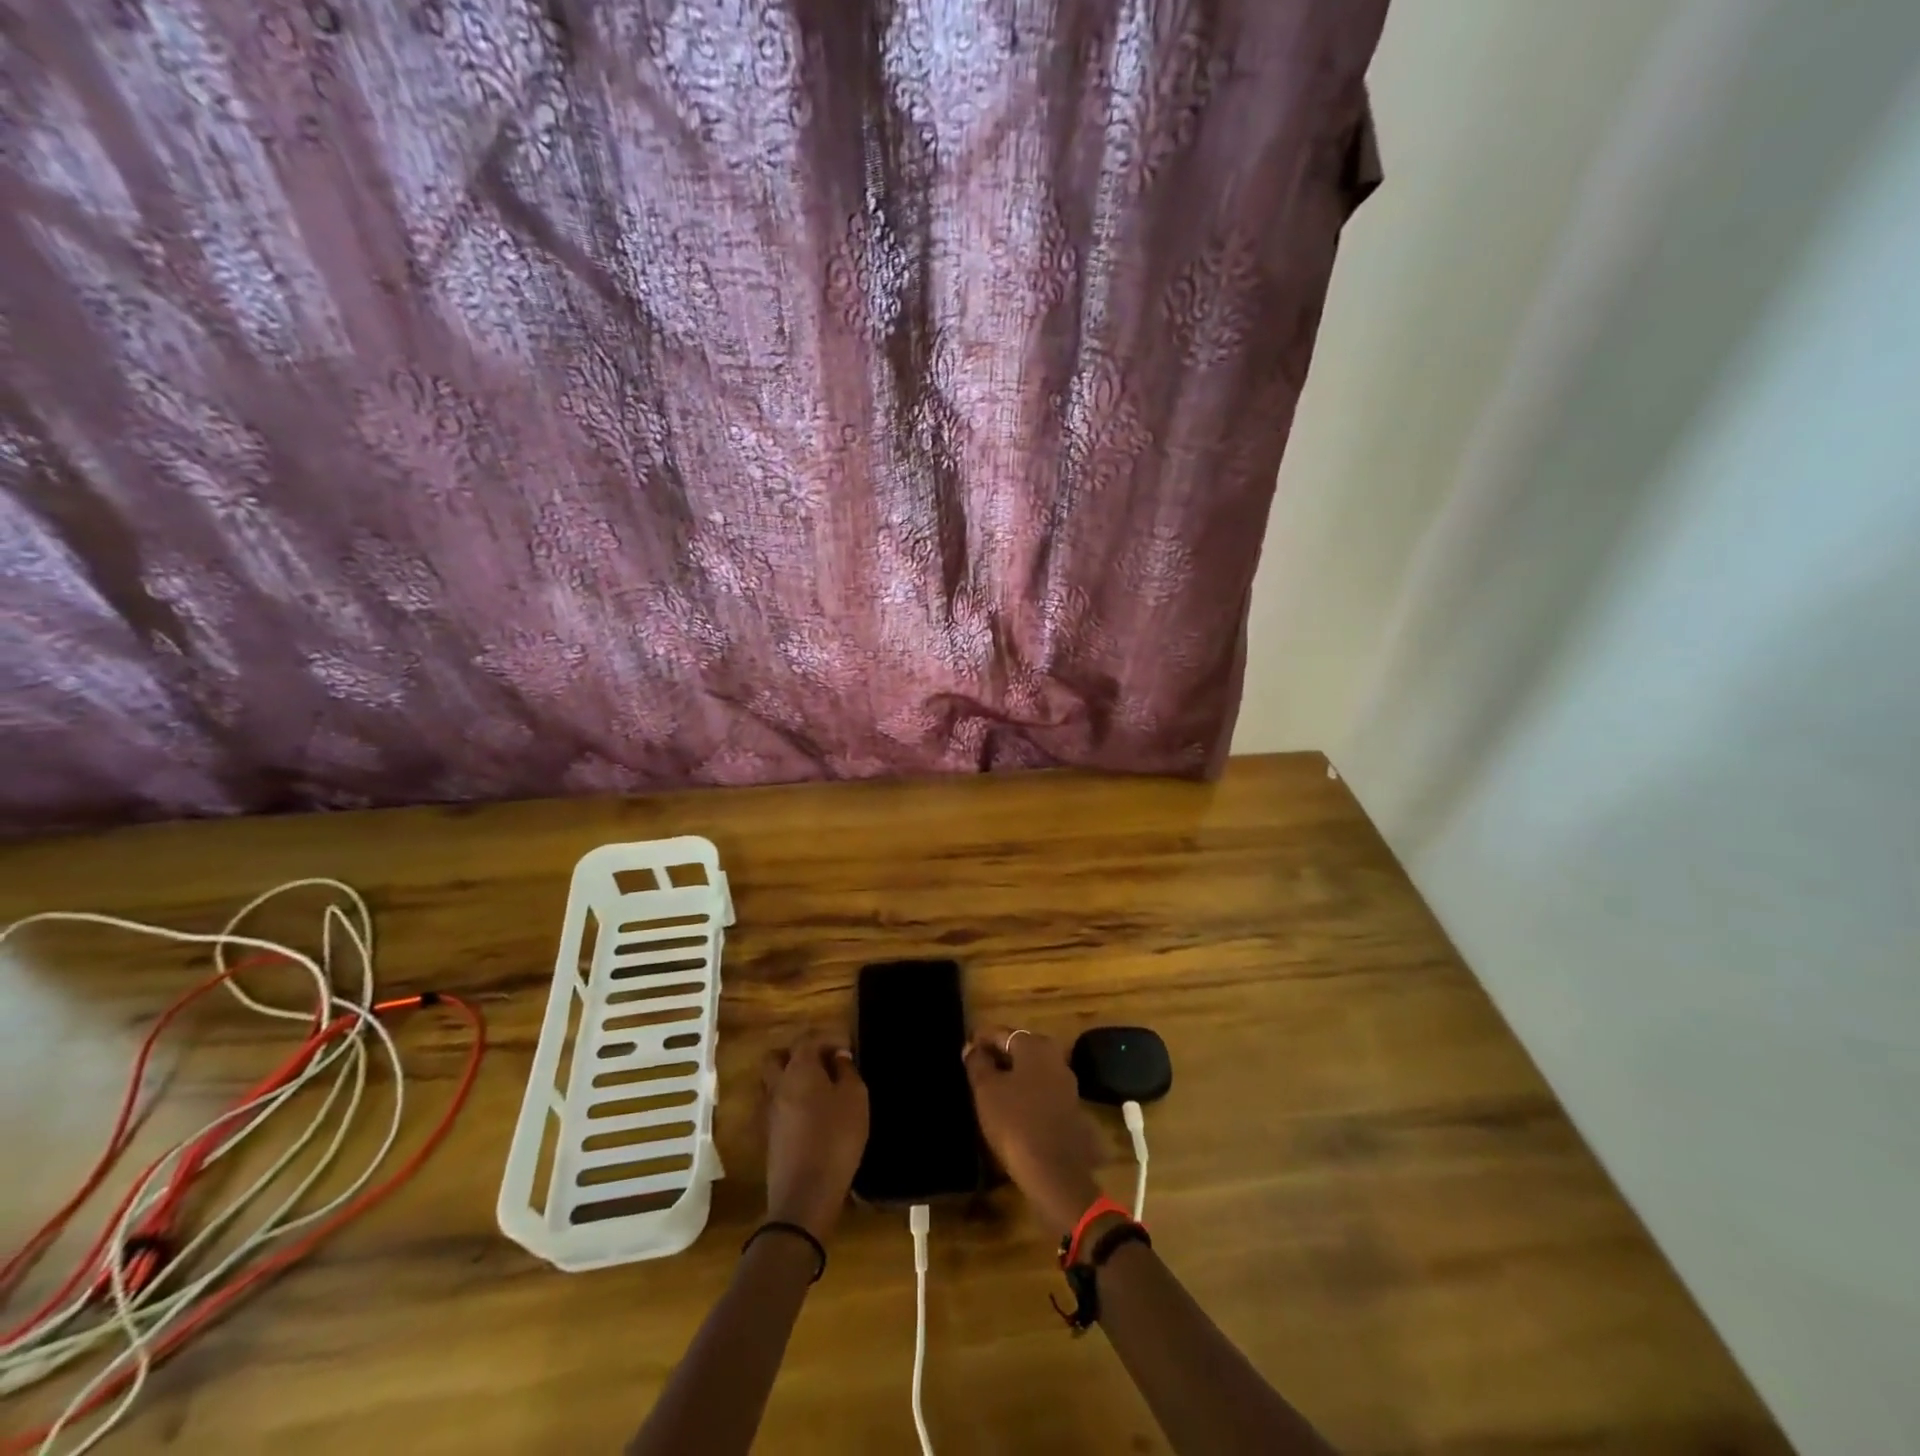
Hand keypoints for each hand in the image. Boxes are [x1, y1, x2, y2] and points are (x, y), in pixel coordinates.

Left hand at [761, 1032, 867, 1240]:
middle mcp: (778, 1085)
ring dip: (790, 1079)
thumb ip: (847, 1072)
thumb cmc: (836, 1138)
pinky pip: (775, 1107)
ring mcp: (769, 1112)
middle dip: (797, 1054)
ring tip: (818, 1089)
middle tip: (823, 1064)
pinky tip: (810, 1115)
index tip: (847, 1049)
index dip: (827, 1038)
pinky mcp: (768, 1137)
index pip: (807, 1039)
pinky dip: (789, 1102)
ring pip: (772, 1082)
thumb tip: (838, 1057)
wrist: (804, 1195)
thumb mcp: (855, 1099)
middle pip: (777, 1057)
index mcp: (799, 1069)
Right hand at [965, 1025, 1105, 1232]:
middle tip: (975, 1069)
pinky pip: (1041, 1089)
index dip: (980, 1039)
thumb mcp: (986, 1090)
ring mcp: (1066, 1082)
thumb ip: (977, 1063)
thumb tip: (972, 1047)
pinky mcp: (1070, 1107)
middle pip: (1019, 1048)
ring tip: (989, 1089)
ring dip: (1012, 1075)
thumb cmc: (1015, 1122)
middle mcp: (1055, 1056)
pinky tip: (1010, 1107)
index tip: (965, 1050)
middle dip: (998, 1056)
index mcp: (1035, 1045)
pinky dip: (1024, 1092)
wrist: (1055, 1172)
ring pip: (1031, 1070)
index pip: (1001, 1033)